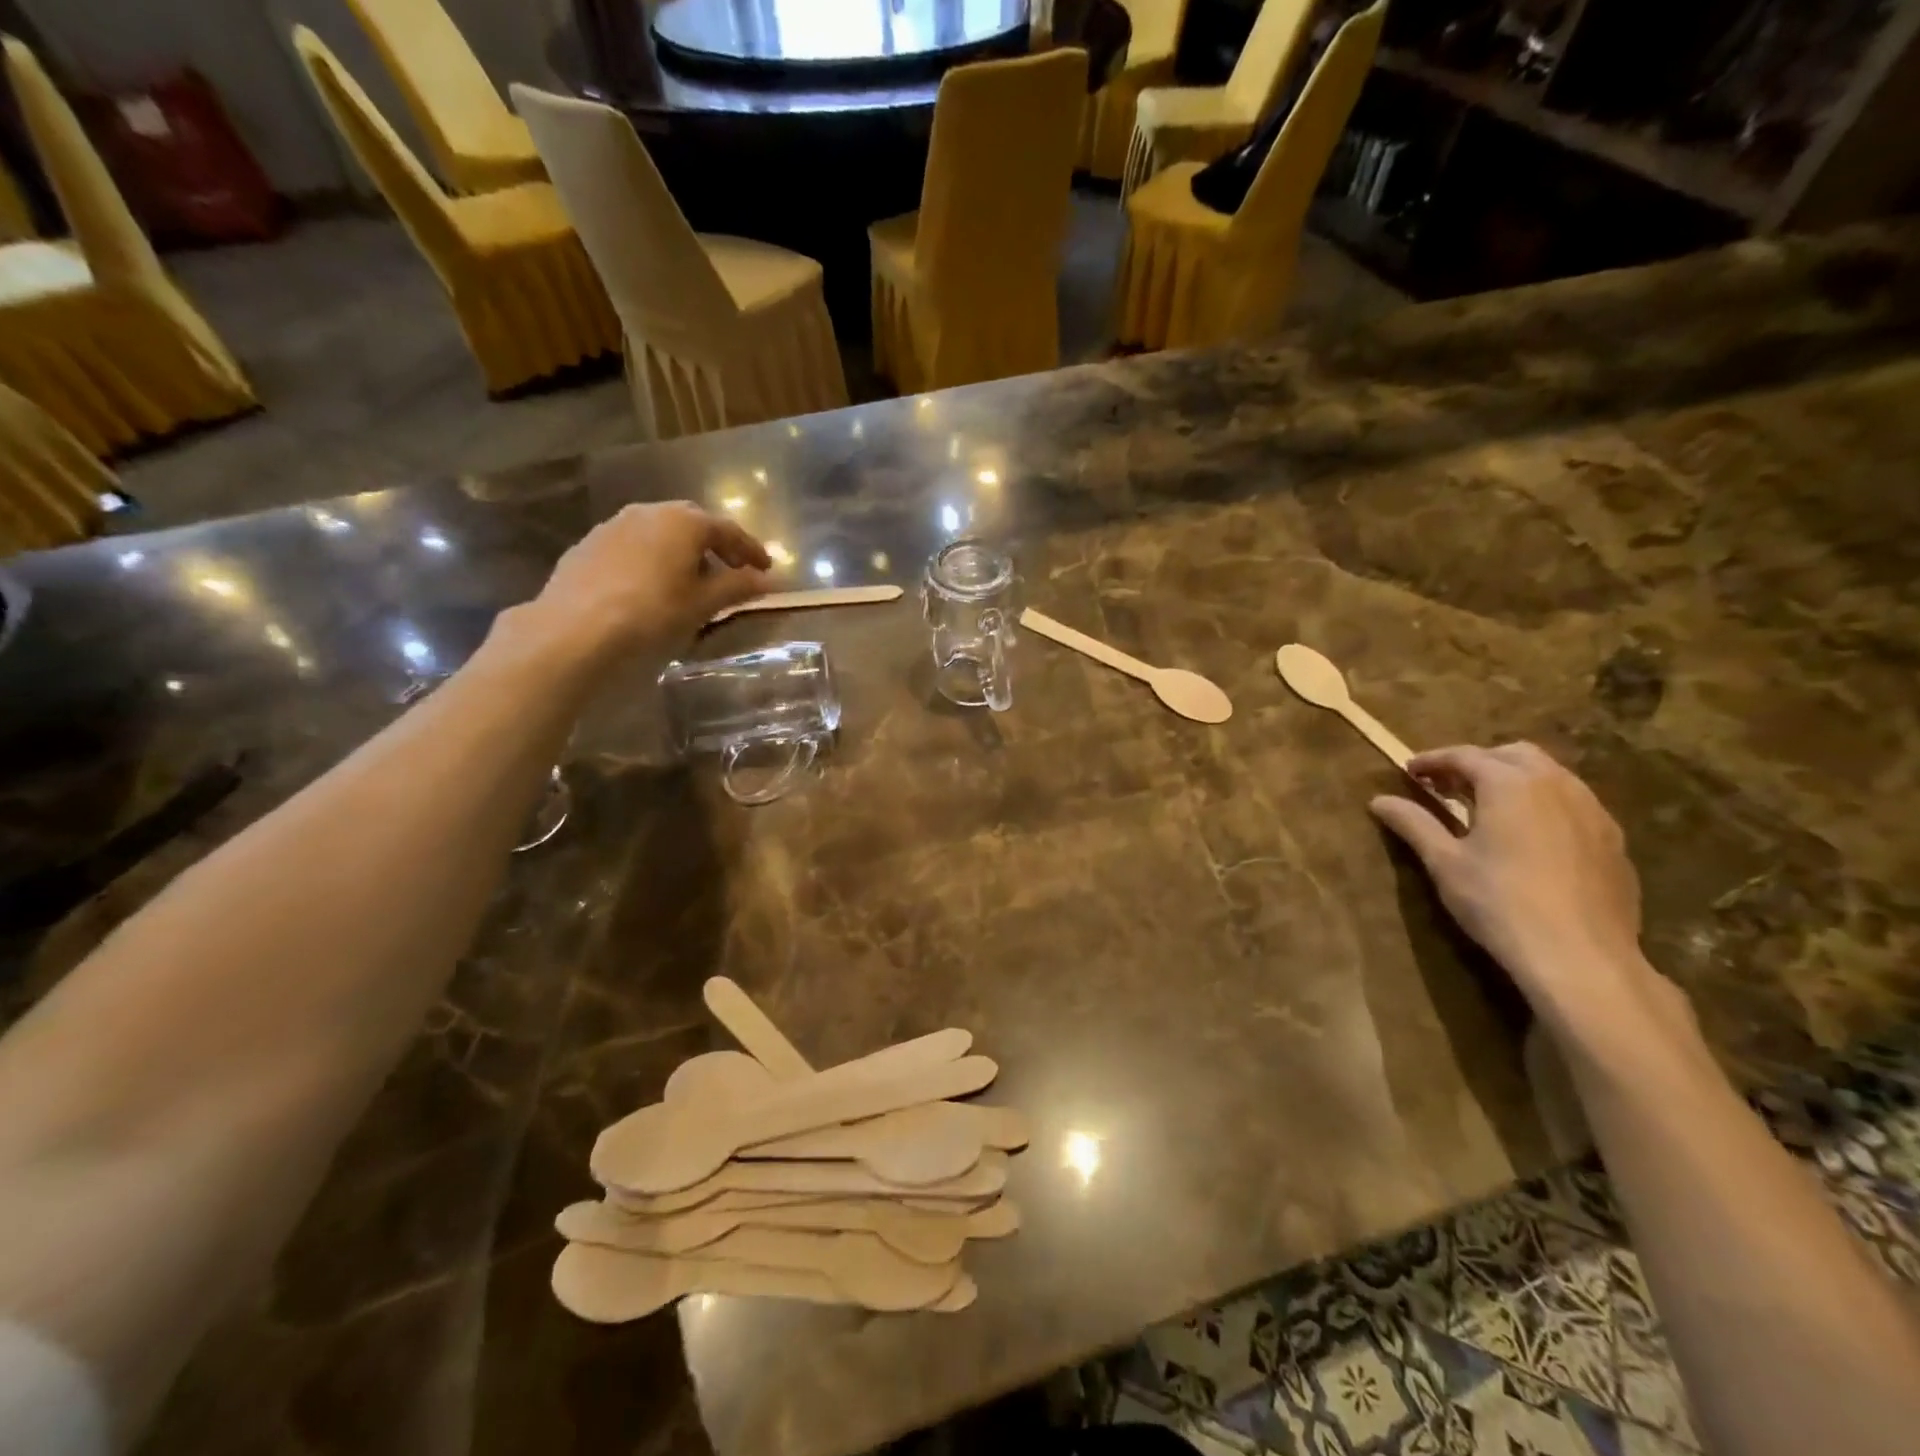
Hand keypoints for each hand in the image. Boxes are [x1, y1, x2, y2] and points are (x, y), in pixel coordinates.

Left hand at [519, 502, 771, 661]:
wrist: (574, 630)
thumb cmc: (652, 613)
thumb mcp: (703, 604)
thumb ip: (737, 587)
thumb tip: (767, 581)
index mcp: (684, 521)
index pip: (728, 530)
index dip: (751, 550)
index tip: (767, 569)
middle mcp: (649, 512)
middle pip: (692, 524)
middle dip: (715, 545)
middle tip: (732, 570)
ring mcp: (613, 526)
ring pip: (659, 532)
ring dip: (681, 551)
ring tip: (691, 580)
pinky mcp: (588, 546)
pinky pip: (633, 546)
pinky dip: (652, 559)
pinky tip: (652, 585)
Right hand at [1370, 742, 1651, 1023]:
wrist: (1580, 956)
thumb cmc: (1499, 902)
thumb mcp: (1444, 862)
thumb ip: (1413, 823)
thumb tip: (1379, 800)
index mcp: (1510, 784)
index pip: (1465, 755)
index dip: (1433, 760)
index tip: (1409, 772)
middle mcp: (1556, 785)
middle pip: (1513, 754)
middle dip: (1477, 762)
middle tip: (1447, 786)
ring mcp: (1592, 811)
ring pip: (1549, 775)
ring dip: (1513, 779)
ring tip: (1486, 806)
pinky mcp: (1612, 840)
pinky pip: (1573, 802)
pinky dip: (1543, 802)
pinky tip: (1528, 834)